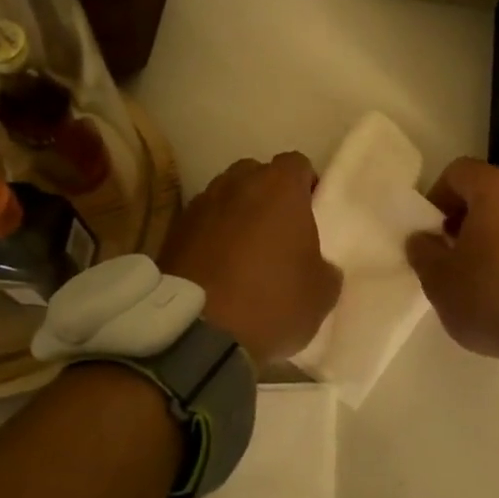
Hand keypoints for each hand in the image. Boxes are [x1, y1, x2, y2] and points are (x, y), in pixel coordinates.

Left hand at [160, 152, 340, 363]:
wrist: (197, 333)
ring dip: (237, 214)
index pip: (298, 164)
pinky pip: (202, 223)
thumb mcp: (322, 293)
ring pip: (226, 196)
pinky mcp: (173, 232)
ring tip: (244, 251)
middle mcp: (237, 183)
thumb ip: (325, 267)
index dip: (307, 186)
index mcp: (280, 187)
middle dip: (268, 195)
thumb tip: (317, 266)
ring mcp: (200, 205)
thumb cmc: (272, 301)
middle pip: (257, 174)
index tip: (312, 214)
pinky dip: (211, 236)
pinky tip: (218, 268)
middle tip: (279, 231)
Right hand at [406, 158, 498, 389]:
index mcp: (496, 189)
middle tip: (451, 250)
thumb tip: (422, 237)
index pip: (458, 172)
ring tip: (480, 271)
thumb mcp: (440, 280)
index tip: (430, 231)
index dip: (437, 197)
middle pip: (489, 189)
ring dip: (493, 232)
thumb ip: (423, 251)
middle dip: (465, 214)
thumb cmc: (493, 298)